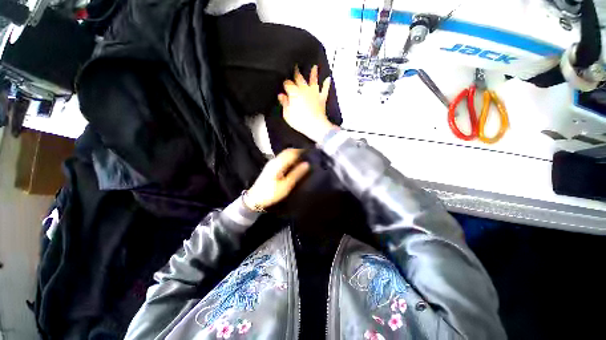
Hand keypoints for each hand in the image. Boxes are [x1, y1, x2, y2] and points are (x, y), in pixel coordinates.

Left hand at [244, 149, 309, 209]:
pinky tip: (294, 165)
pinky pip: (283, 159)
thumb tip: (307, 164)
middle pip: (288, 151)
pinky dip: (290, 159)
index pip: (292, 152)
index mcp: (278, 163)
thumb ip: (296, 173)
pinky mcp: (271, 167)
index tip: (311, 152)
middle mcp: (275, 160)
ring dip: (294, 155)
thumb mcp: (286, 185)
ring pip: (285, 155)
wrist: (255, 199)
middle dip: (298, 152)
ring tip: (303, 160)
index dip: (302, 151)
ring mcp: (272, 163)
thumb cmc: (271, 193)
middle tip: (309, 155)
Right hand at [278, 65, 336, 142]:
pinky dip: (326, 84)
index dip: (285, 83)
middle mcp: (304, 89)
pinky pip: (325, 89)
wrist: (315, 125)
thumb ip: (284, 103)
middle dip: (296, 72)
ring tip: (314, 67)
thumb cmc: (300, 121)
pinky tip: (328, 79)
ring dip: (313, 73)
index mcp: (294, 92)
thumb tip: (281, 96)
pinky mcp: (321, 98)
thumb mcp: (287, 114)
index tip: (284, 85)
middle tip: (296, 65)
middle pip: (299, 78)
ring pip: (313, 80)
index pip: (287, 83)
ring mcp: (314, 93)